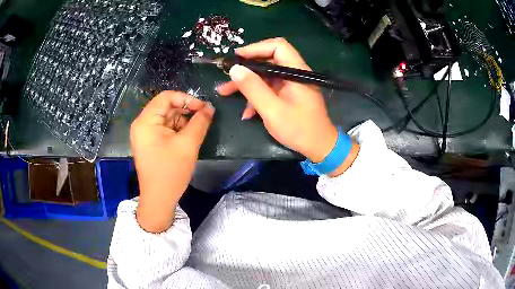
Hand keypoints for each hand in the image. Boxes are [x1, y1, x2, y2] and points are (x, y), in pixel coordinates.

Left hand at [131, 91, 214, 232]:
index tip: (203, 109)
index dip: (186, 99)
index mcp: (146, 121)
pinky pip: (164, 128)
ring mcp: (144, 134)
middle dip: (185, 111)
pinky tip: (186, 140)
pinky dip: (177, 130)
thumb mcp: (188, 144)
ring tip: (195, 133)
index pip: (166, 97)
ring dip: (182, 122)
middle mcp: (142, 124)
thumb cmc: (171, 172)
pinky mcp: (149, 142)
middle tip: (202, 120)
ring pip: (167, 118)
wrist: (159, 199)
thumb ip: (200, 122)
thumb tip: (210, 107)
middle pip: (166, 107)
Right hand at [217, 38, 357, 171]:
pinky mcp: (289, 95)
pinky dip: (257, 97)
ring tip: (225, 92)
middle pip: (268, 61)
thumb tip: (235, 69)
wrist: (319, 148)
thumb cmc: (299, 129)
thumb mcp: (272, 110)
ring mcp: (292, 85)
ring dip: (247, 84)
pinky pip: (270, 89)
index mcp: (296, 72)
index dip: (256, 48)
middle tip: (226, 76)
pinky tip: (247, 112)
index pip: (277, 46)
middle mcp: (295, 74)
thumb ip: (253, 88)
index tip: (236, 58)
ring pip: (266, 76)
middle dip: (246, 69)